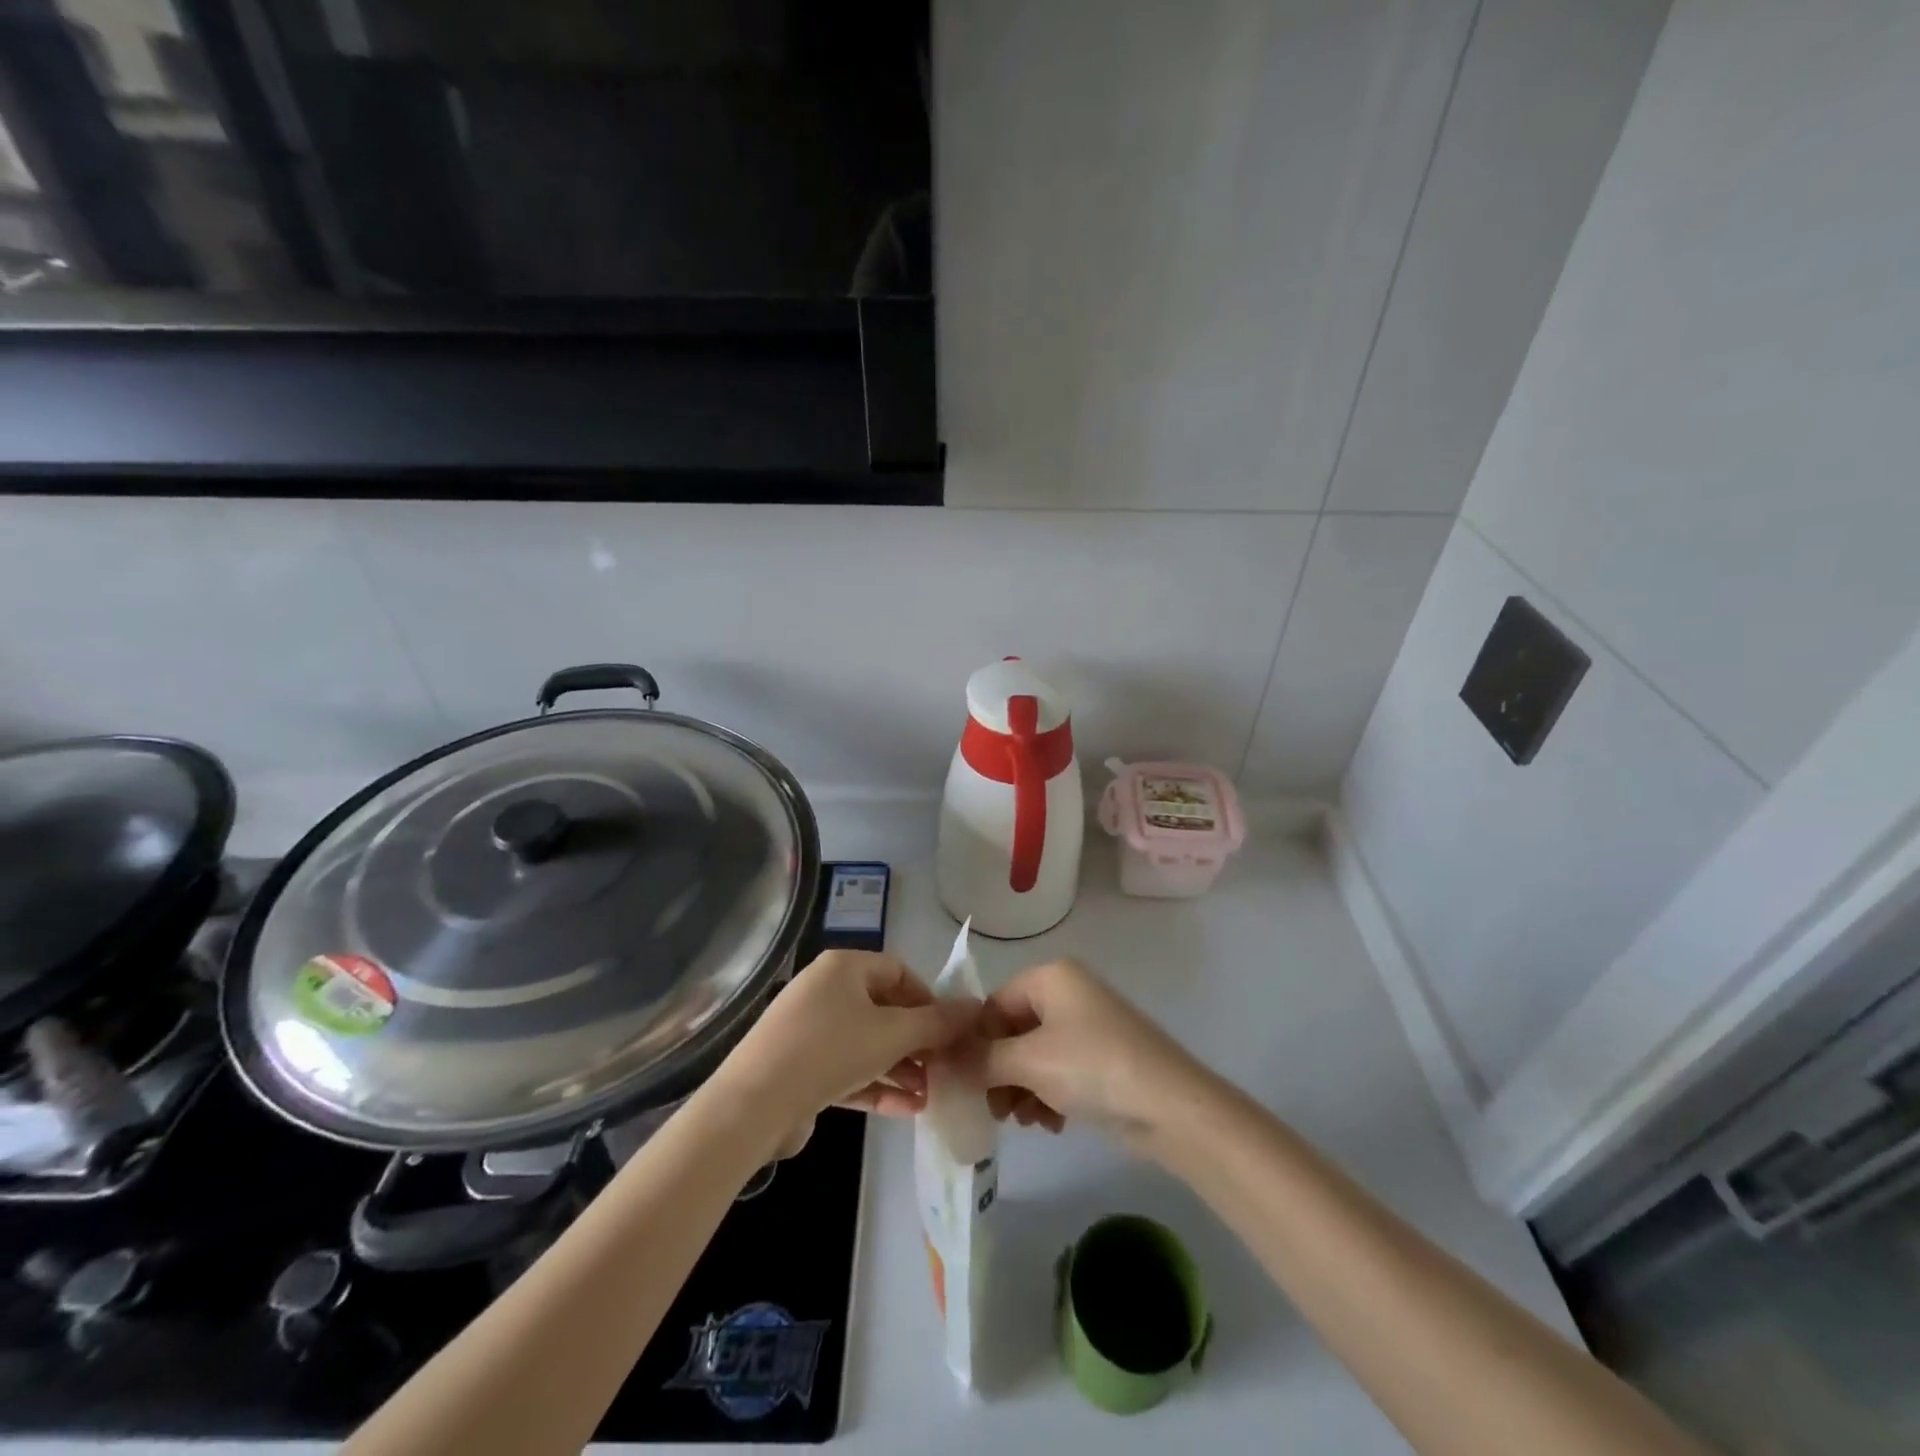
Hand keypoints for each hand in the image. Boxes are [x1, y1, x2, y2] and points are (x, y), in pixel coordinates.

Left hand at [711, 950, 977, 1155]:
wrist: (754, 1105)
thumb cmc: (830, 1050)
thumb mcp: (892, 1034)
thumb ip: (937, 1023)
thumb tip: (975, 1008)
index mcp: (844, 967)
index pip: (899, 972)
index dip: (929, 999)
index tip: (951, 1031)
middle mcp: (826, 991)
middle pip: (885, 1010)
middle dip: (918, 1041)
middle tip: (945, 1067)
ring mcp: (810, 1031)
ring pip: (868, 1044)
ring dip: (901, 1068)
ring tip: (931, 1095)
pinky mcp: (801, 1069)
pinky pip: (848, 1070)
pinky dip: (876, 1085)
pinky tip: (907, 1110)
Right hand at [967, 958, 1210, 1146]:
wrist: (1171, 1107)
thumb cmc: (1092, 1068)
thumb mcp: (1028, 1062)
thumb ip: (979, 1059)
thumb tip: (940, 1061)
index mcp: (1050, 977)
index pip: (992, 1005)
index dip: (974, 1044)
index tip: (962, 1083)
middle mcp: (1067, 993)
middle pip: (1012, 1032)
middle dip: (998, 1072)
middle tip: (993, 1110)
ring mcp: (1087, 1027)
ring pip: (1033, 1056)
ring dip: (1021, 1089)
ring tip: (1024, 1121)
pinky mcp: (1102, 1059)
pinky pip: (1059, 1071)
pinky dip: (1047, 1095)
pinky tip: (1050, 1124)